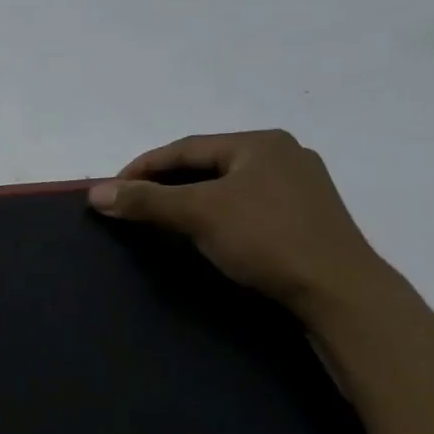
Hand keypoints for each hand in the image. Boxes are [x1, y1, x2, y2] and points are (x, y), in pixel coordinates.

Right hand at [89, 131, 390, 317]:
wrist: (337, 290)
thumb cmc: (265, 238)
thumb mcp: (198, 214)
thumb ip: (146, 201)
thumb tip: (96, 193)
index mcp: (260, 143)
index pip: (186, 147)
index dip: (143, 167)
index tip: (112, 190)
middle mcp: (282, 155)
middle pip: (206, 164)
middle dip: (165, 183)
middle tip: (132, 204)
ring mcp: (298, 187)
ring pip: (226, 186)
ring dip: (189, 199)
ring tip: (160, 218)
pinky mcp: (305, 218)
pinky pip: (245, 205)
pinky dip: (215, 214)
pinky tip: (203, 232)